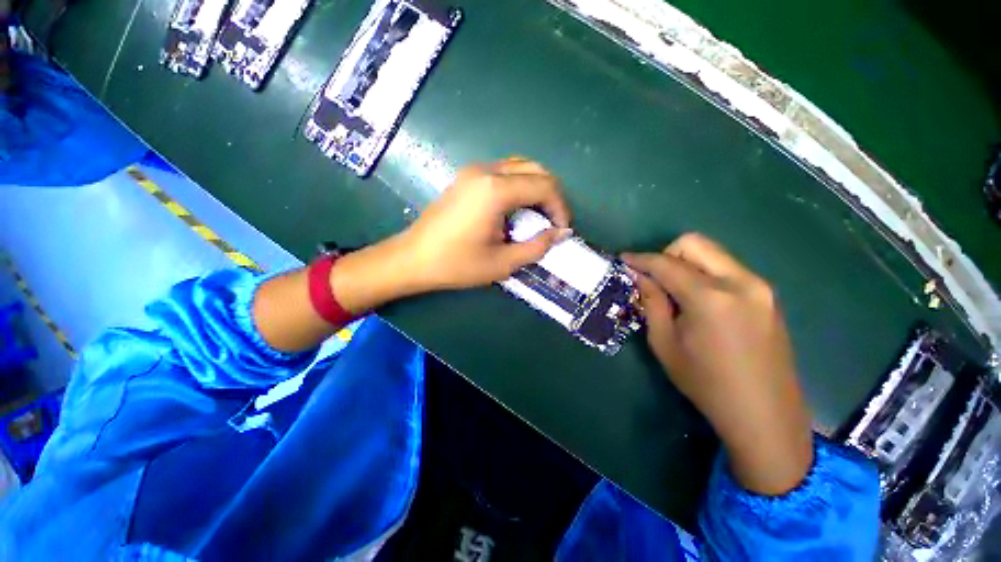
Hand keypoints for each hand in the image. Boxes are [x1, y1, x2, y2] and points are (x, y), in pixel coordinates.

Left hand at [396, 157, 571, 290]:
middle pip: (535, 170)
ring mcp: (473, 171)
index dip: (560, 208)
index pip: (545, 186)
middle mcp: (486, 171)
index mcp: (496, 190)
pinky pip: (503, 173)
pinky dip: (518, 187)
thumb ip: (537, 246)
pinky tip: (515, 210)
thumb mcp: (502, 263)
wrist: (413, 259)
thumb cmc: (457, 264)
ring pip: (519, 167)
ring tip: (537, 217)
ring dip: (535, 189)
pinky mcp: (466, 178)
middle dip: (551, 195)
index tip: (561, 230)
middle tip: (553, 223)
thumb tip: (561, 233)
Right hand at [623, 234, 812, 495]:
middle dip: (666, 254)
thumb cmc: (706, 383)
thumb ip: (651, 302)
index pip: (666, 263)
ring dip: (686, 263)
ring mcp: (759, 286)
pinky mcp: (768, 295)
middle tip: (653, 278)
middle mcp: (740, 281)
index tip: (624, 260)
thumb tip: (640, 276)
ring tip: (675, 291)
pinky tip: (699, 300)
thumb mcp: (665, 344)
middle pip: (694, 244)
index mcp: (710, 297)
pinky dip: (705, 274)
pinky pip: (727, 268)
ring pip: (713, 253)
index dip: (640, 259)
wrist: (764, 414)